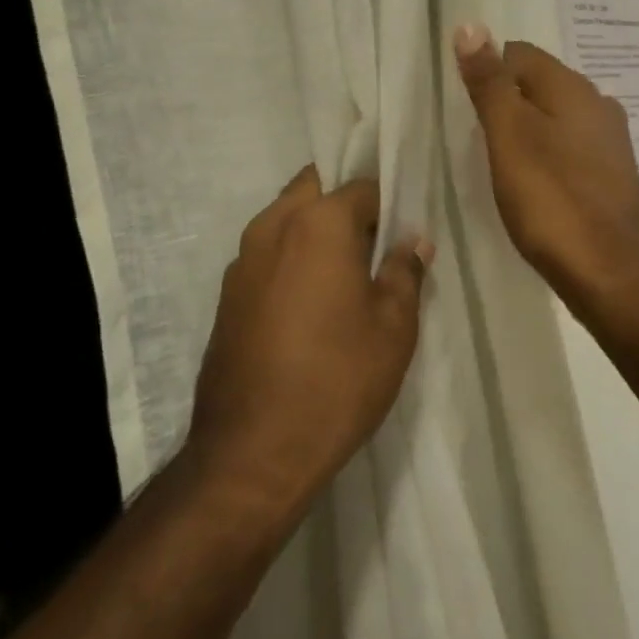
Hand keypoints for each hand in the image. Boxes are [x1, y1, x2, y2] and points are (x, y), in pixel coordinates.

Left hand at [189, 167, 430, 521]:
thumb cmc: (337, 380)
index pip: (361, 187)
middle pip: (314, 189)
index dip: (388, 206)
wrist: (252, 451)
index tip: (402, 234)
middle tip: (373, 246)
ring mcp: (242, 260)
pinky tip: (309, 304)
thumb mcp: (393, 328)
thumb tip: (412, 242)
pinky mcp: (227, 294)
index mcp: (317, 223)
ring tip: (344, 275)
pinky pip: (266, 254)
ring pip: (284, 219)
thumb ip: (404, 273)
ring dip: (314, 230)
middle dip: (344, 205)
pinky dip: (290, 258)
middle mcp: (272, 226)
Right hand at [454, 24, 638, 334]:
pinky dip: (546, 157)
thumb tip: (470, 26)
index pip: (518, 53)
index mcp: (573, 87)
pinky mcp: (612, 176)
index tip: (465, 110)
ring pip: (555, 118)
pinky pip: (569, 149)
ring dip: (526, 131)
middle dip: (506, 103)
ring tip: (500, 165)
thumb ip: (489, 83)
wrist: (613, 274)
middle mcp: (598, 105)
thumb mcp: (509, 136)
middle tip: (477, 139)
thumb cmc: (552, 201)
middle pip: (538, 84)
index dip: (486, 73)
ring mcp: (610, 143)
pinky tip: (533, 186)